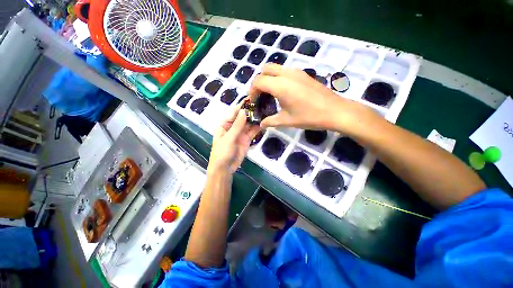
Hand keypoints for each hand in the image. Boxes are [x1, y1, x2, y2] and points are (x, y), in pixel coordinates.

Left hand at [208, 105, 260, 174]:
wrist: (225, 169)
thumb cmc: (222, 152)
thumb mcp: (229, 138)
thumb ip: (237, 125)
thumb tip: (244, 111)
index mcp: (225, 125)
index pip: (234, 113)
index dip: (242, 106)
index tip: (251, 98)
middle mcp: (233, 127)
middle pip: (242, 117)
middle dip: (250, 111)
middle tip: (261, 103)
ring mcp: (240, 134)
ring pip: (249, 124)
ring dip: (255, 119)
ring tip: (264, 111)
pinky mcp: (247, 140)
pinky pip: (252, 132)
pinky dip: (257, 128)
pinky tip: (264, 122)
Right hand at [249, 64, 378, 133]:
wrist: (334, 110)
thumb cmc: (309, 116)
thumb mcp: (286, 121)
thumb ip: (270, 121)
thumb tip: (261, 124)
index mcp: (280, 85)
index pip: (258, 81)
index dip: (252, 91)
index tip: (253, 101)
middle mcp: (286, 74)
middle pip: (265, 69)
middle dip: (259, 81)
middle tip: (260, 95)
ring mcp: (296, 72)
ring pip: (275, 68)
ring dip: (269, 78)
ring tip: (270, 94)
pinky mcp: (303, 73)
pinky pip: (285, 71)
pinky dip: (278, 78)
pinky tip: (283, 92)